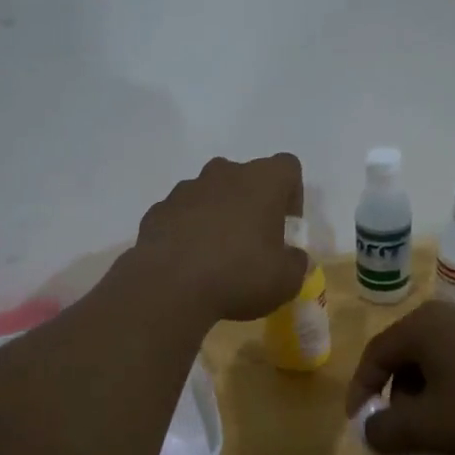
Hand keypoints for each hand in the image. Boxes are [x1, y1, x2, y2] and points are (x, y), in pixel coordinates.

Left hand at [133, 154, 307, 322]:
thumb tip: (293, 257)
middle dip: (251, 204)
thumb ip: (296, 263)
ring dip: (218, 216)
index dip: (291, 194)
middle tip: (253, 242)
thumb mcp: (286, 281)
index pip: (287, 167)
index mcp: (261, 181)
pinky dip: (188, 231)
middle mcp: (223, 174)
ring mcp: (185, 189)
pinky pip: (182, 214)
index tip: (285, 227)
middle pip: (245, 177)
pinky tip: (189, 263)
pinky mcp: (158, 210)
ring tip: (217, 256)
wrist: (168, 287)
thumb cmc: (238, 276)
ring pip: (210, 194)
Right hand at [345, 301, 454, 454]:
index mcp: (422, 327)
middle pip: (405, 355)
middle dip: (396, 395)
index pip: (374, 356)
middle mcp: (448, 314)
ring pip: (436, 359)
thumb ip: (386, 431)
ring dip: (426, 393)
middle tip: (400, 430)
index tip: (359, 424)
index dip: (360, 391)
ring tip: (438, 428)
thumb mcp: (430, 428)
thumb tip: (370, 429)